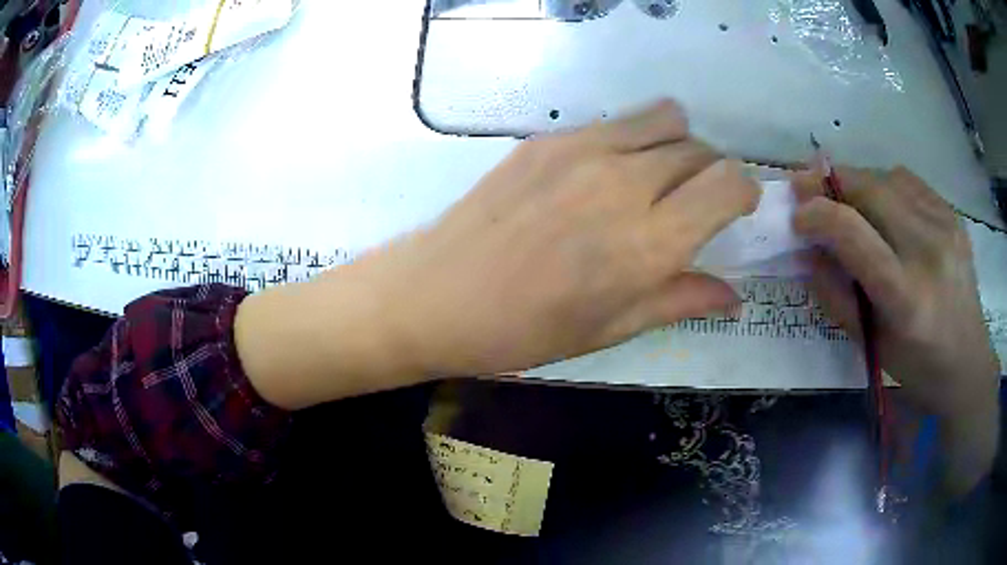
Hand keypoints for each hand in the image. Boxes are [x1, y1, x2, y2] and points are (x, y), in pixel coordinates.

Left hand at [347, 100, 759, 376]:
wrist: (436, 295)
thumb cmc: (523, 330)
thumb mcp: (610, 329)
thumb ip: (680, 300)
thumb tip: (733, 293)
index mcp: (648, 242)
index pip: (728, 184)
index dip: (743, 192)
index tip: (736, 209)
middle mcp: (625, 183)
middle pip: (701, 149)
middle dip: (711, 174)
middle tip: (693, 204)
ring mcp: (582, 150)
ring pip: (665, 118)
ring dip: (676, 146)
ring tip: (655, 179)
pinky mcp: (547, 138)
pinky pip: (615, 121)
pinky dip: (631, 139)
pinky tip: (602, 174)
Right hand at [792, 166, 999, 493]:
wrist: (968, 363)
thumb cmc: (918, 367)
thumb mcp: (871, 345)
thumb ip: (836, 296)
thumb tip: (806, 251)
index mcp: (905, 297)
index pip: (853, 234)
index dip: (817, 214)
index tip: (795, 216)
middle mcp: (928, 251)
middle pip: (870, 190)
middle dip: (830, 182)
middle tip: (806, 186)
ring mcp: (945, 226)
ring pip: (887, 177)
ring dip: (857, 183)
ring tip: (848, 202)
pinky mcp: (952, 214)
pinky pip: (909, 182)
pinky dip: (885, 185)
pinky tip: (884, 207)